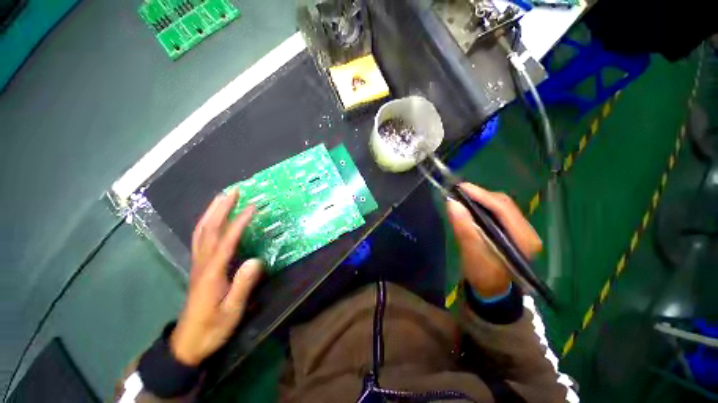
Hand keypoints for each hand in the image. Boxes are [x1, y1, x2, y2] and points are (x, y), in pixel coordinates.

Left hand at [170, 190, 263, 365]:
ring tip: (223, 198)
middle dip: (221, 208)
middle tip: (234, 191)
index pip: (226, 240)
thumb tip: (256, 260)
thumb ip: (243, 285)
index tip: (253, 207)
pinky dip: (207, 223)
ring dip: (212, 212)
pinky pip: (201, 239)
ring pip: (201, 231)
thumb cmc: (212, 327)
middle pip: (208, 229)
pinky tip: (214, 219)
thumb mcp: (231, 311)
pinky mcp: (199, 266)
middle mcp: (202, 263)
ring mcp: (198, 263)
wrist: (188, 343)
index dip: (240, 222)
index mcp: (211, 272)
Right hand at [446, 183, 541, 298]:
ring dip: (482, 199)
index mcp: (523, 240)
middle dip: (481, 195)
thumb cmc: (482, 275)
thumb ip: (464, 228)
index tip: (460, 187)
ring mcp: (522, 230)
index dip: (481, 195)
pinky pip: (499, 211)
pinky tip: (472, 206)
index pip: (503, 209)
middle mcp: (527, 232)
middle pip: (504, 204)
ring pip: (502, 206)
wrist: (491, 288)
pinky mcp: (513, 230)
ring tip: (463, 197)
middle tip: (459, 192)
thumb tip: (452, 203)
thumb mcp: (471, 253)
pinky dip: (484, 206)